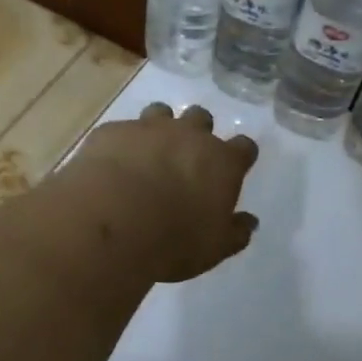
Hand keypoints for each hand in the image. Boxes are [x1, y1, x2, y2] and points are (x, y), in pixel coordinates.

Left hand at [70, 103, 260, 281]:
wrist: (112, 221)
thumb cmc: (174, 240)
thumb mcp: (214, 248)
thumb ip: (235, 232)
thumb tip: (249, 222)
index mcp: (222, 162)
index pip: (244, 147)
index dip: (239, 156)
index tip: (234, 168)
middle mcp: (189, 135)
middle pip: (202, 118)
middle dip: (197, 133)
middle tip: (187, 158)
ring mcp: (148, 128)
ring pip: (161, 112)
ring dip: (160, 128)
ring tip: (149, 153)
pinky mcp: (113, 131)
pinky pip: (122, 130)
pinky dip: (122, 144)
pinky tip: (113, 165)